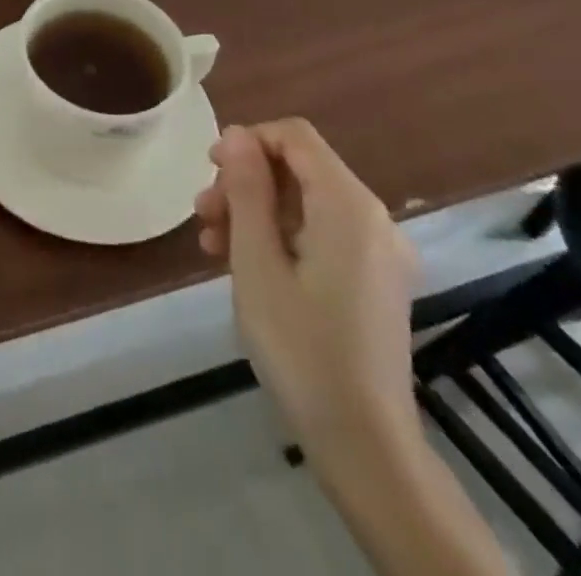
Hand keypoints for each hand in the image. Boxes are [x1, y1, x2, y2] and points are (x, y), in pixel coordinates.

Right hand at [195, 119, 420, 455]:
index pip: (295, 136)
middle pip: (298, 168)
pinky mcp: (373, 280)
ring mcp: (378, 252)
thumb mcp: (257, 261)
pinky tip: (243, 263)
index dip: (247, 141)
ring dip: (255, 211)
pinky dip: (280, 236)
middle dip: (245, 181)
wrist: (365, 446)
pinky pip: (320, 233)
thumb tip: (236, 134)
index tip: (209, 171)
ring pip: (305, 202)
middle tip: (203, 214)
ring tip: (211, 243)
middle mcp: (372, 218)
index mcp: (349, 205)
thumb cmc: (301, 346)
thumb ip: (247, 189)